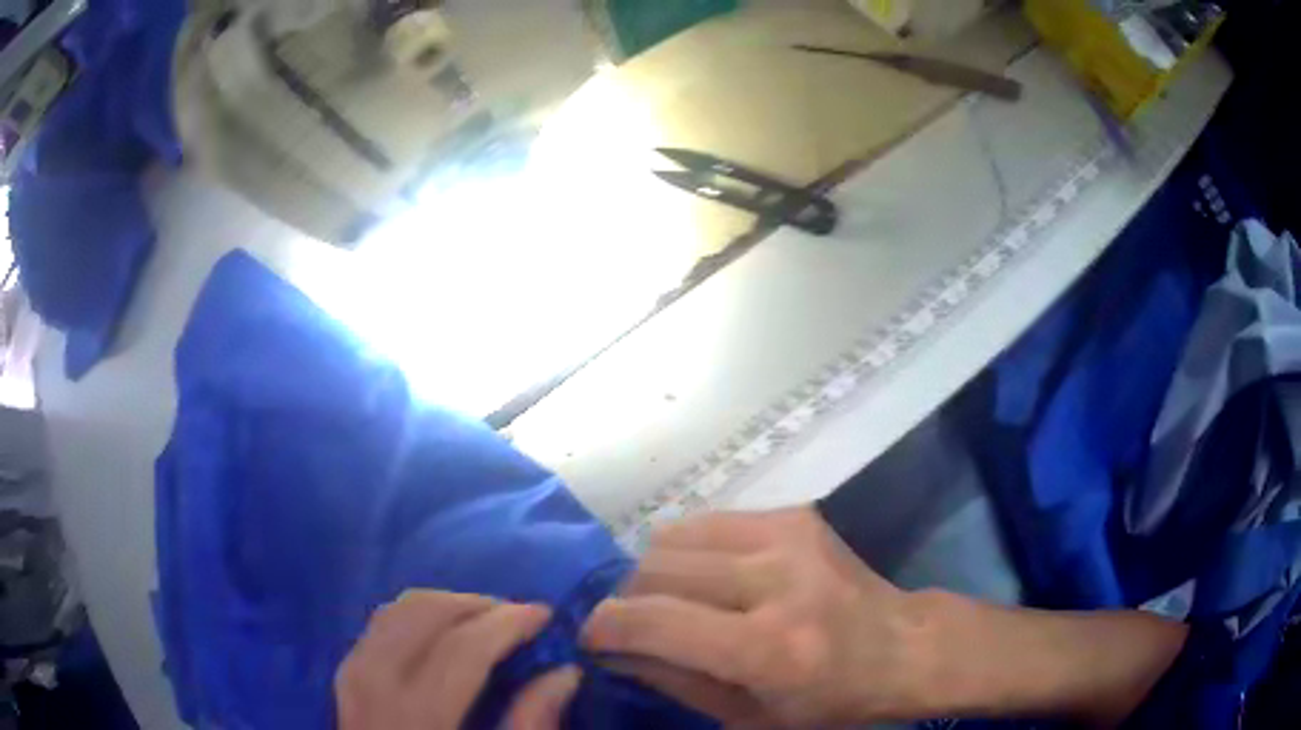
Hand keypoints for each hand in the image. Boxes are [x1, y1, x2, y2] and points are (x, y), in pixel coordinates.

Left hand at [336, 591, 581, 729]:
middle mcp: (374, 685)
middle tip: (517, 618)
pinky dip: (415, 617)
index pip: (462, 649)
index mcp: (417, 717)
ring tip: (485, 622)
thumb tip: (563, 673)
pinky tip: (441, 635)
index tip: (545, 614)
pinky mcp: (344, 677)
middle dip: (476, 605)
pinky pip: (378, 626)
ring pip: (396, 611)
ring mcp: (351, 677)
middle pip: (422, 615)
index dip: (507, 623)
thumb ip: (530, 726)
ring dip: (445, 605)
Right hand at [580, 508, 927, 726]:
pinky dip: (690, 550)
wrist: (902, 646)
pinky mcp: (795, 516)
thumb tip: (614, 649)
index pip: (654, 621)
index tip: (589, 637)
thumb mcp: (747, 715)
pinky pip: (709, 522)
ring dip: (654, 571)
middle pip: (656, 569)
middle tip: (632, 624)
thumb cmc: (830, 700)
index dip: (605, 626)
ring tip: (669, 599)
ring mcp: (788, 537)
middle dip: (627, 599)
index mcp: (769, 648)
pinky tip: (707, 577)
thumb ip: (673, 680)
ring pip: (674, 537)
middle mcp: (777, 581)